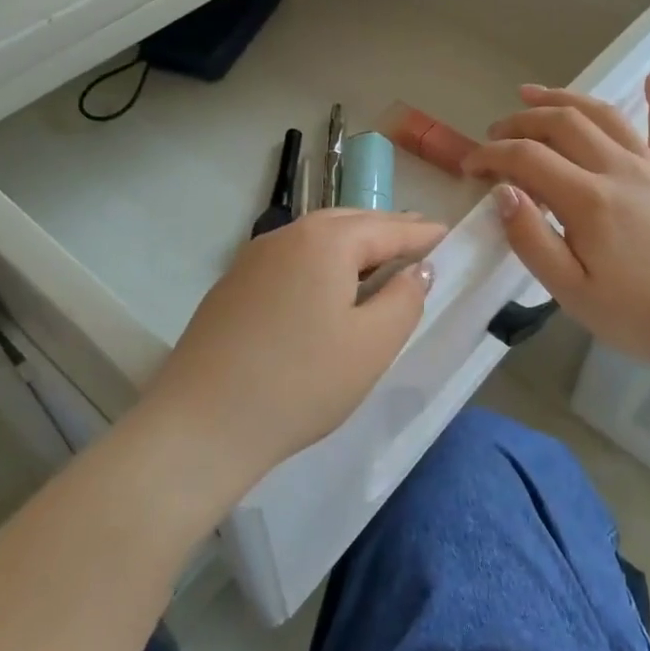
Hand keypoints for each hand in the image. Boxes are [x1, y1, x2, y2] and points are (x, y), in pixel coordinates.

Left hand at [141, 209, 443, 505]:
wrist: (199, 427)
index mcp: (326, 240)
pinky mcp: (233, 285)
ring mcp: (254, 258)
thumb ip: (405, 300)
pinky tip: (328, 292)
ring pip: (317, 239)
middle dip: (388, 232)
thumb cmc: (300, 384)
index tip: (450, 237)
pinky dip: (322, 264)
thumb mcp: (371, 346)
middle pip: (351, 223)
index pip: (388, 227)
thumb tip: (418, 270)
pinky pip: (292, 260)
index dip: (423, 234)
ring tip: (380, 266)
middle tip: (420, 246)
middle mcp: (287, 235)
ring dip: (354, 247)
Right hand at [462, 74, 649, 379]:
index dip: (491, 156)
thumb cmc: (635, 316)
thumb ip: (531, 239)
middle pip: (562, 123)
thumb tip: (501, 192)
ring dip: (565, 98)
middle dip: (520, 122)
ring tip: (533, 94)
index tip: (470, 169)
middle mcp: (620, 169)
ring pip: (604, 114)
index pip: (527, 158)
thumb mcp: (570, 291)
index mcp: (589, 199)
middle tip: (495, 134)